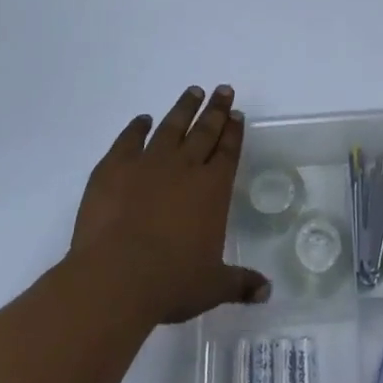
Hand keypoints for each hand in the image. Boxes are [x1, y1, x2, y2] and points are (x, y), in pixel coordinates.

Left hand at [70, 84, 270, 325]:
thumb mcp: (212, 287)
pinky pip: (129, 139)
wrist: (115, 277)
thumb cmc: (170, 282)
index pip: (228, 151)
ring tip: (193, 91)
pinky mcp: (114, 167)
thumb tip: (268, 292)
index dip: (234, 131)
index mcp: (212, 189)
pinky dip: (136, 127)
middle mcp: (184, 167)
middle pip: (205, 130)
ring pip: (171, 126)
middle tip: (223, 90)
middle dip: (216, 109)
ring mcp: (148, 162)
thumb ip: (240, 283)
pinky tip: (142, 120)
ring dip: (184, 108)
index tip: (238, 113)